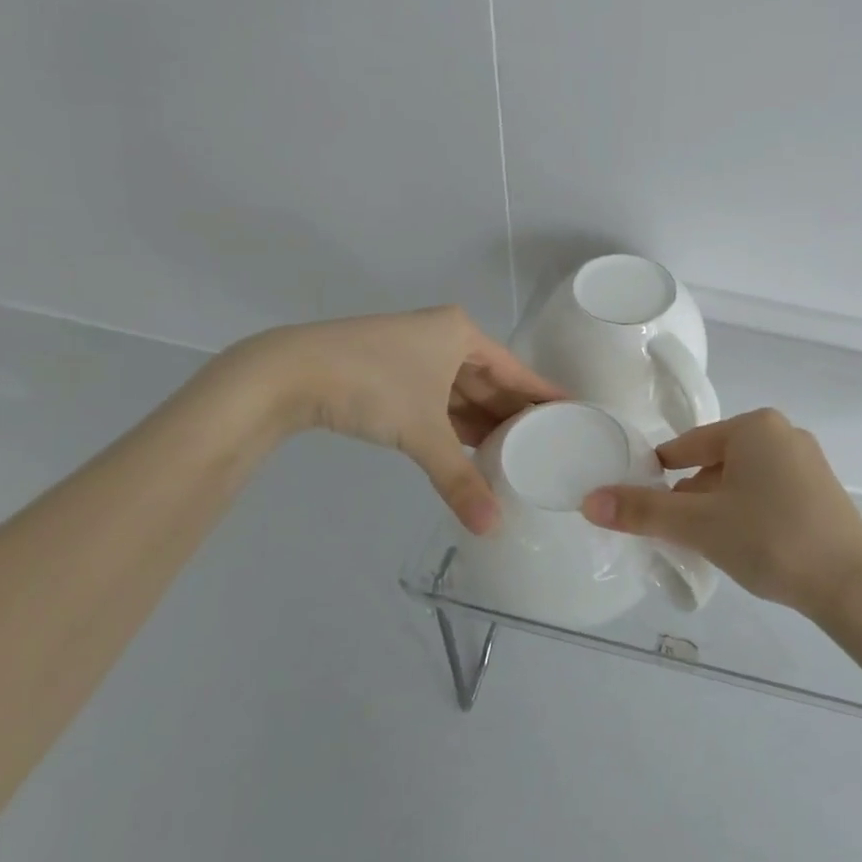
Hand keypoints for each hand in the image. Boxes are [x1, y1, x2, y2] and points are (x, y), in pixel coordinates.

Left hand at [222, 306, 563, 532]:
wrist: (286, 374)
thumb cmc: (370, 385)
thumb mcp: (422, 431)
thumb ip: (458, 479)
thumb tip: (490, 527)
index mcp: (461, 334)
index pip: (516, 370)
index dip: (543, 395)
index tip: (574, 414)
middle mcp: (443, 338)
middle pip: (491, 381)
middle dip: (513, 414)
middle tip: (547, 446)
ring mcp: (416, 354)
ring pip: (462, 392)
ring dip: (482, 422)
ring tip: (516, 454)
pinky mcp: (392, 372)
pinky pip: (438, 399)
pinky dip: (454, 423)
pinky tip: (471, 449)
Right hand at [580, 409, 861, 618]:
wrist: (851, 584)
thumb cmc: (769, 539)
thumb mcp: (699, 524)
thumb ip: (643, 512)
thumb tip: (589, 501)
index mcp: (754, 426)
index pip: (688, 445)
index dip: (660, 474)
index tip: (641, 501)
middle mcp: (783, 434)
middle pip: (716, 462)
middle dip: (692, 495)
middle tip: (674, 532)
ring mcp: (808, 462)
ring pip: (743, 480)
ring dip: (719, 506)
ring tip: (706, 543)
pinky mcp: (822, 491)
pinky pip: (769, 493)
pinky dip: (748, 512)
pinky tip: (744, 544)